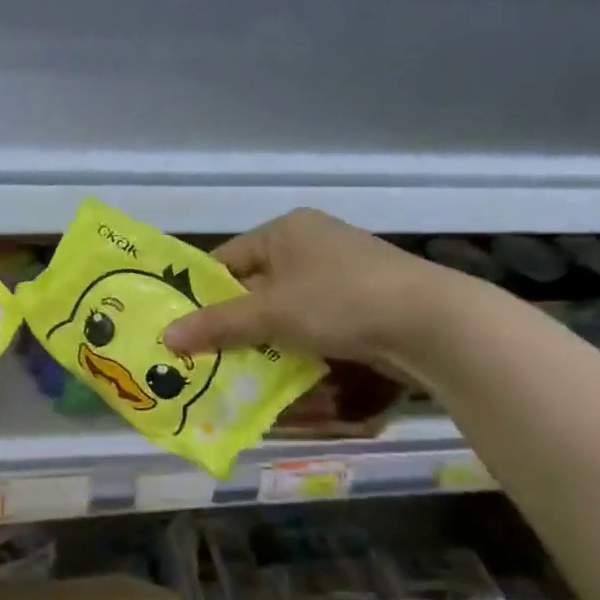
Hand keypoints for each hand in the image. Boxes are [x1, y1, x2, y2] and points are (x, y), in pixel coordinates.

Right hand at [161, 208, 467, 370]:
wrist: (434, 324)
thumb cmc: (338, 302)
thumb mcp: (268, 314)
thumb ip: (215, 325)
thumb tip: (165, 337)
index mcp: (286, 230)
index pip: (226, 260)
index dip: (202, 295)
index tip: (185, 329)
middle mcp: (312, 243)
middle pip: (254, 286)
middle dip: (233, 323)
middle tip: (208, 355)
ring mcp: (342, 272)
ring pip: (284, 308)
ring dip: (264, 338)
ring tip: (242, 368)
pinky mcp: (364, 300)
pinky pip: (314, 321)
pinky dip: (296, 344)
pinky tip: (286, 369)